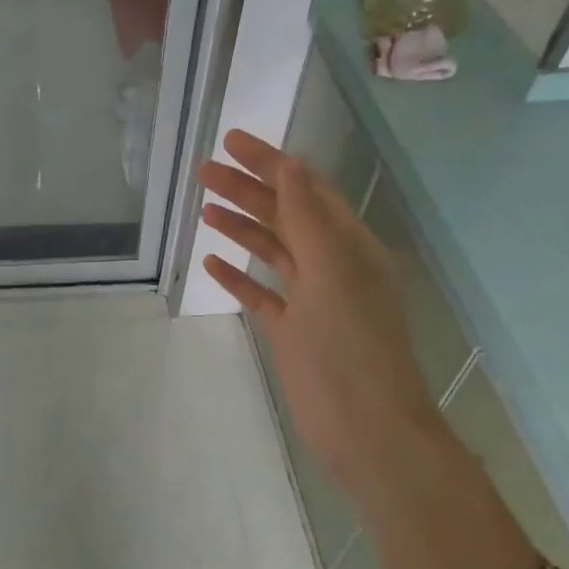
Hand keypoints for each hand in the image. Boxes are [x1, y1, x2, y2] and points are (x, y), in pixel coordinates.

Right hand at [197, 130, 438, 509]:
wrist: (364, 427)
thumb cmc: (350, 348)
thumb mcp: (331, 274)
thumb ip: (308, 219)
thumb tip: (290, 164)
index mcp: (349, 246)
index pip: (306, 191)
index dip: (271, 163)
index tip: (232, 141)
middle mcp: (332, 266)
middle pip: (285, 216)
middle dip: (248, 190)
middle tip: (204, 171)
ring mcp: (311, 301)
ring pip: (272, 252)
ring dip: (241, 227)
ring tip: (205, 207)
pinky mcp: (293, 332)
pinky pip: (262, 295)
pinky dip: (239, 278)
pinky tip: (213, 264)